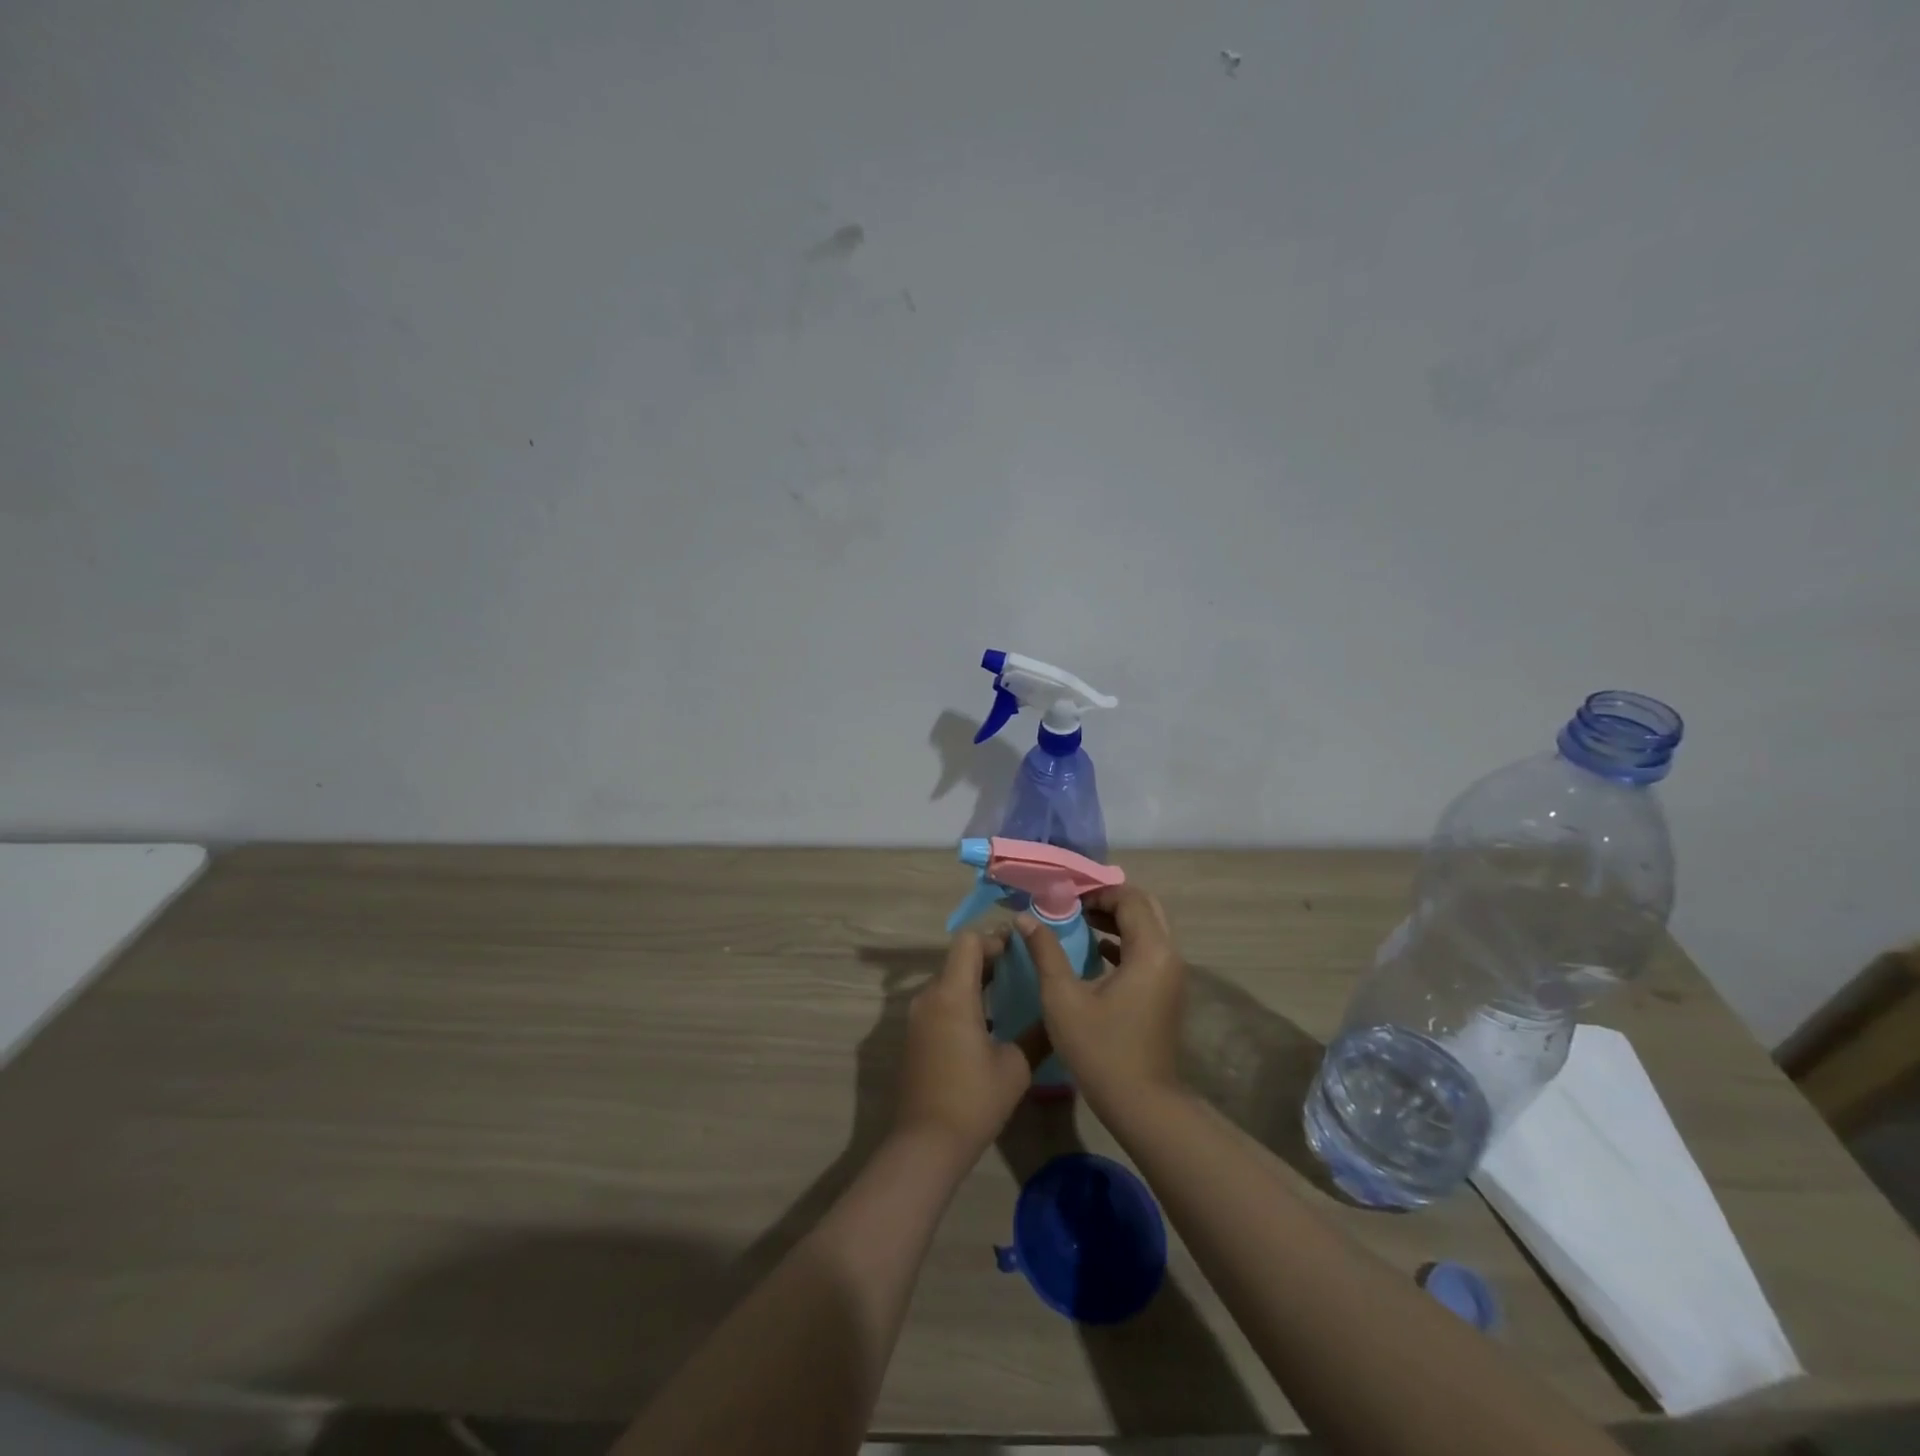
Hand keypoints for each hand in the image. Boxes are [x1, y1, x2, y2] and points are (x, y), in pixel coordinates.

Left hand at [892, 929, 1033, 1163]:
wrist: (925, 1144)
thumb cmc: (973, 1100)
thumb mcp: (1015, 1067)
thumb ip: (1037, 1033)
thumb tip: (1055, 1014)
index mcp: (952, 994)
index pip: (968, 942)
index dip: (995, 939)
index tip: (1020, 948)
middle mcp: (929, 997)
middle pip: (957, 959)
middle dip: (989, 958)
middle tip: (1022, 968)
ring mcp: (917, 1017)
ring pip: (948, 982)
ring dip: (975, 980)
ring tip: (1010, 993)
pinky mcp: (915, 1036)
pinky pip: (940, 1003)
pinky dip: (963, 1000)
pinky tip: (989, 1022)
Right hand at [1018, 885, 1185, 1111]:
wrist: (1142, 1104)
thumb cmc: (1100, 1050)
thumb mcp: (1063, 998)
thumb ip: (1045, 952)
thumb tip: (1026, 918)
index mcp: (1150, 951)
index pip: (1129, 898)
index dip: (1097, 890)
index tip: (1065, 894)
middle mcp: (1169, 956)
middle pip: (1144, 908)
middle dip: (1109, 900)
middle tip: (1073, 903)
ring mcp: (1171, 975)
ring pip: (1148, 929)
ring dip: (1116, 920)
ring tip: (1077, 920)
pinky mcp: (1167, 992)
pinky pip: (1148, 950)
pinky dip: (1124, 942)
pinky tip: (1094, 950)